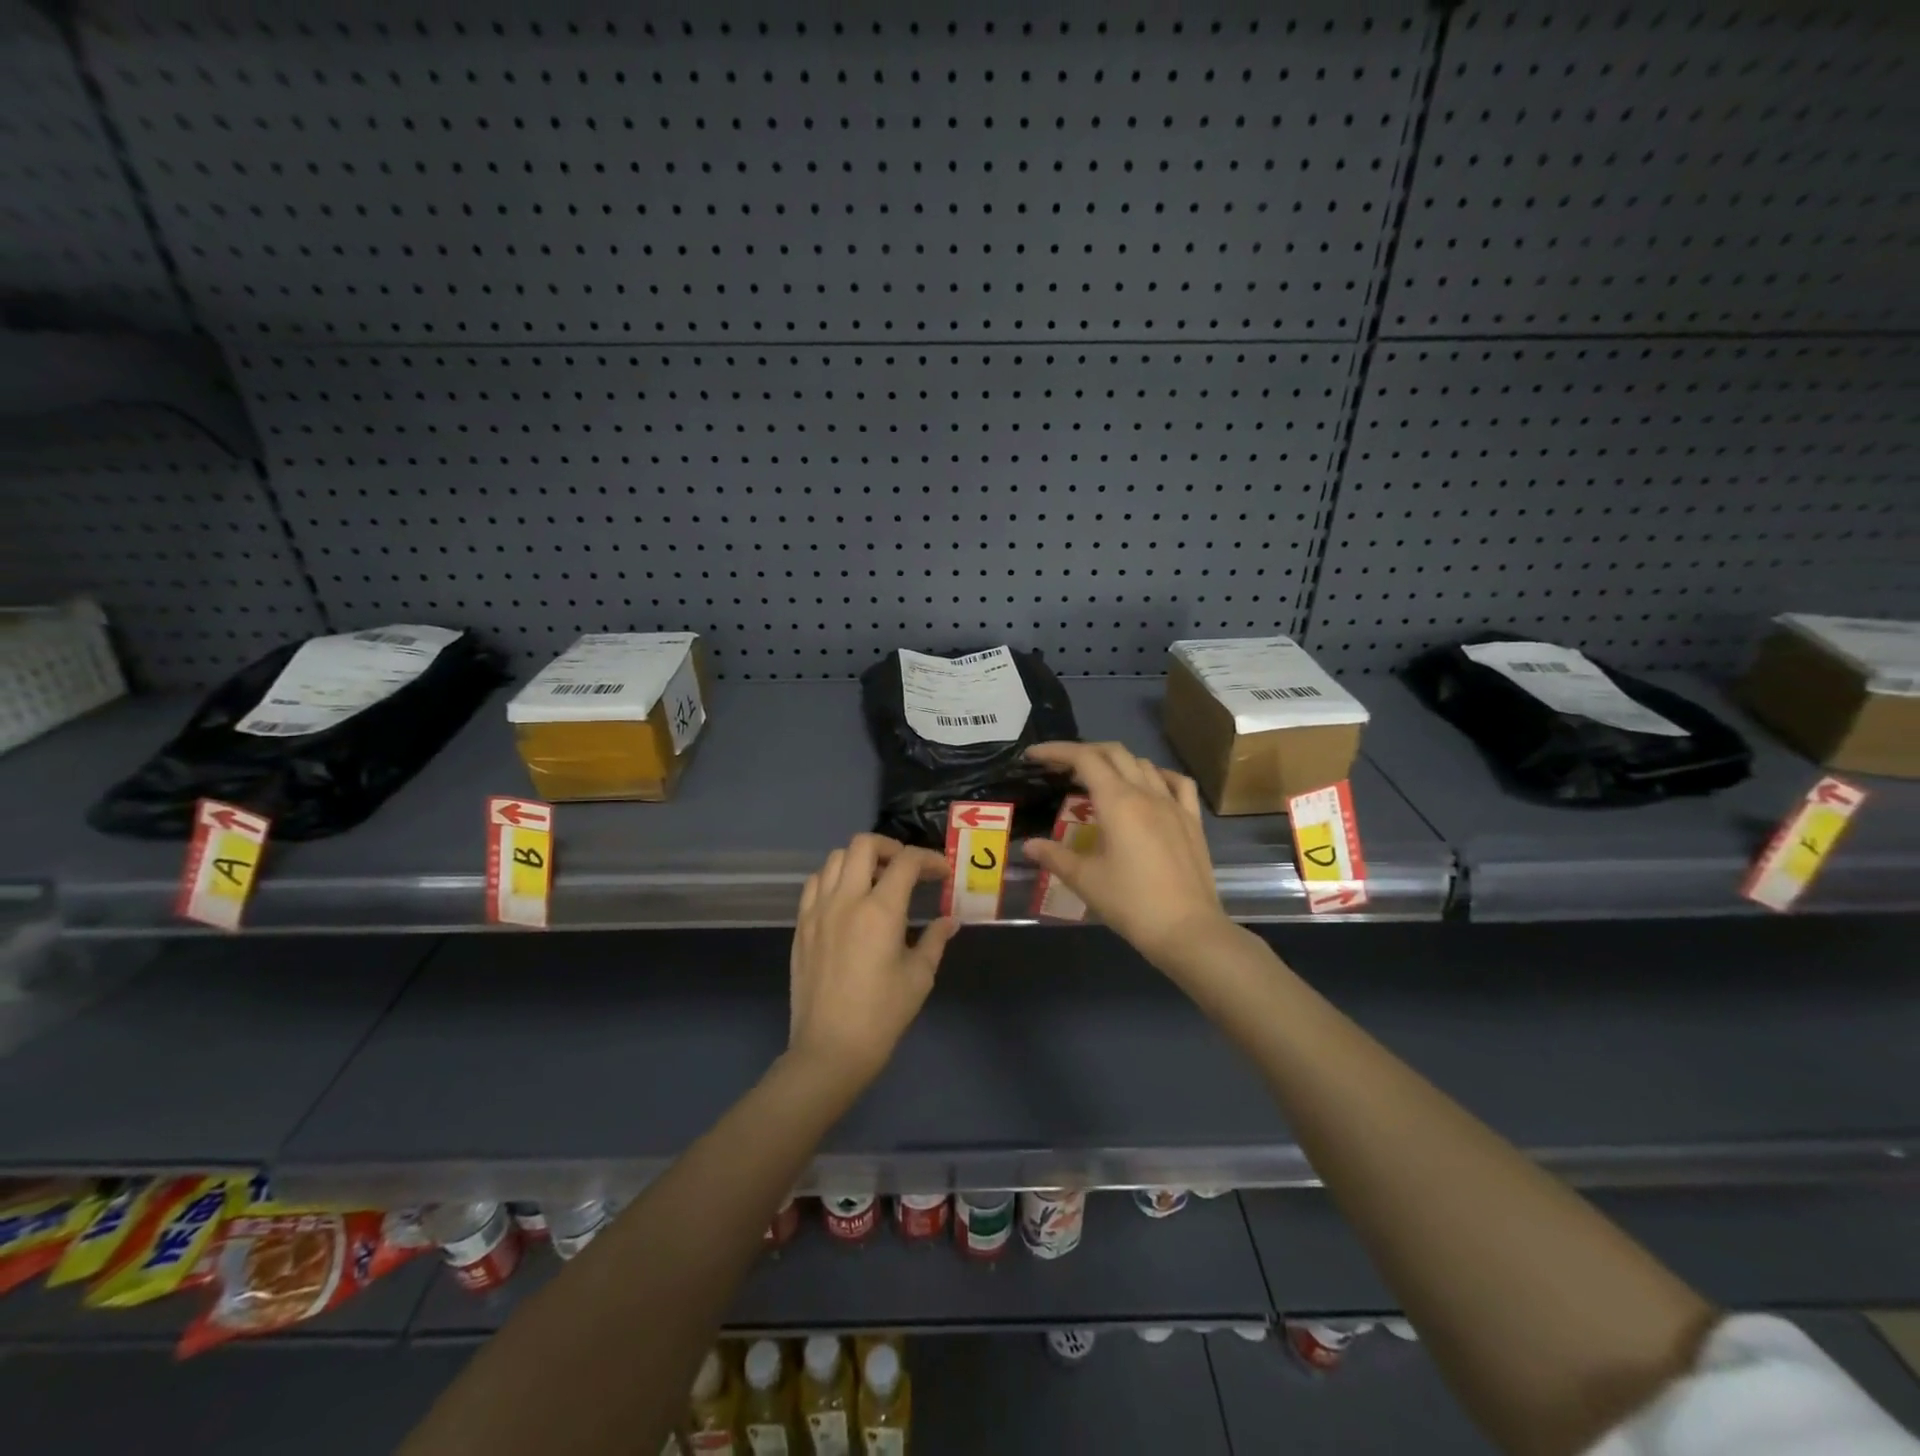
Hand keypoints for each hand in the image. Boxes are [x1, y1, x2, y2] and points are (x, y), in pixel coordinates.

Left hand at [788, 834, 958, 1085]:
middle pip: (863, 845)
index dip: (929, 859)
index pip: (906, 862)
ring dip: (860, 860)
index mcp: (880, 911)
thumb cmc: (882, 1015)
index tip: (941, 872)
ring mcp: (818, 910)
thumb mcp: (919, 977)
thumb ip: (935, 940)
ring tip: (876, 880)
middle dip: (890, 847)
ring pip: (835, 858)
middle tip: (906, 868)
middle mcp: (846, 899)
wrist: (829, 1049)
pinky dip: (834, 878)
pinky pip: (815, 883)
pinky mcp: (801, 925)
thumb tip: (950, 921)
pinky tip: (847, 899)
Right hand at [1021, 742, 1228, 969]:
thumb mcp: (1086, 880)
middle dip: (1084, 752)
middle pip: (1114, 753)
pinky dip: (1157, 775)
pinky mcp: (1192, 821)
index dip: (1056, 751)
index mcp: (1118, 802)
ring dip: (1116, 762)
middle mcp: (1147, 793)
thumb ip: (1055, 857)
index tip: (1034, 756)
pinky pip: (1177, 783)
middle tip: (1060, 768)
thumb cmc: (1131, 903)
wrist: (1188, 930)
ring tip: (1096, 779)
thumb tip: (1029, 845)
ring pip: (1143, 764)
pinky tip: (1148, 786)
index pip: (1084, 759)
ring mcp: (1174, 805)